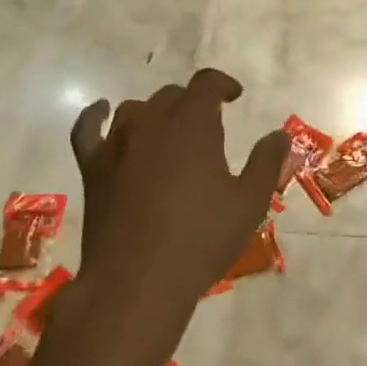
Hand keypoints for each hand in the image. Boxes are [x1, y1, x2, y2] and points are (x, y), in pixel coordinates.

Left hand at [70, 70, 288, 340]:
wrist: (137, 282)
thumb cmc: (200, 240)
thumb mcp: (249, 203)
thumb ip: (266, 162)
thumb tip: (278, 134)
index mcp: (193, 123)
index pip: (207, 83)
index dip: (223, 84)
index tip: (235, 96)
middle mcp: (153, 122)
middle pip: (172, 95)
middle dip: (193, 103)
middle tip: (208, 127)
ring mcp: (117, 143)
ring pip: (136, 109)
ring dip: (156, 114)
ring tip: (169, 133)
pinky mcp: (92, 168)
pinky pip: (87, 129)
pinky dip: (94, 116)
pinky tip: (101, 113)